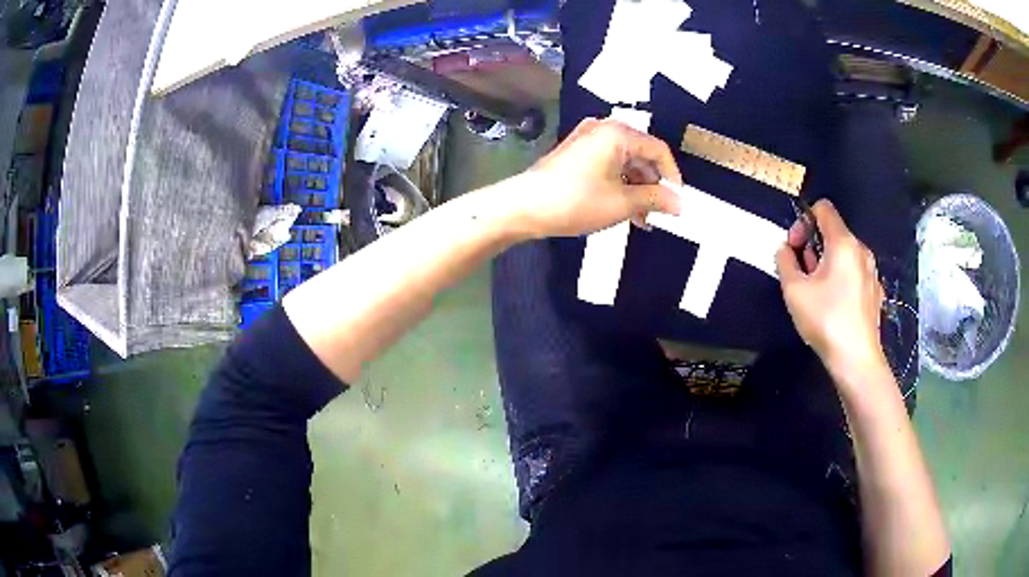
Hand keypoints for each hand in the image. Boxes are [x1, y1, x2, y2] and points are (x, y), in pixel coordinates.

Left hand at [509, 117, 682, 237]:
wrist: (522, 207)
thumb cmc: (576, 201)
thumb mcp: (622, 203)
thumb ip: (655, 199)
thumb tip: (679, 204)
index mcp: (618, 133)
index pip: (659, 150)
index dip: (672, 177)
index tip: (677, 203)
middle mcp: (603, 129)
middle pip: (641, 155)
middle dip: (653, 186)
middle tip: (658, 214)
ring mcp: (587, 140)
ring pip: (624, 162)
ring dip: (636, 189)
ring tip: (641, 219)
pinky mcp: (575, 153)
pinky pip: (607, 165)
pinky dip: (619, 185)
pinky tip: (624, 210)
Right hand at [775, 200, 886, 379]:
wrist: (856, 359)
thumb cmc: (825, 320)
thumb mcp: (794, 290)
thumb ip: (784, 261)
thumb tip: (785, 249)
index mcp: (843, 243)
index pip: (823, 209)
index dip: (804, 220)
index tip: (795, 246)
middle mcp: (861, 250)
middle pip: (834, 232)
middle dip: (813, 245)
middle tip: (802, 273)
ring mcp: (871, 271)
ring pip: (845, 254)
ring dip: (827, 262)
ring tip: (816, 291)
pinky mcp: (875, 291)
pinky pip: (855, 272)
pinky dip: (842, 278)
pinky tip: (835, 304)